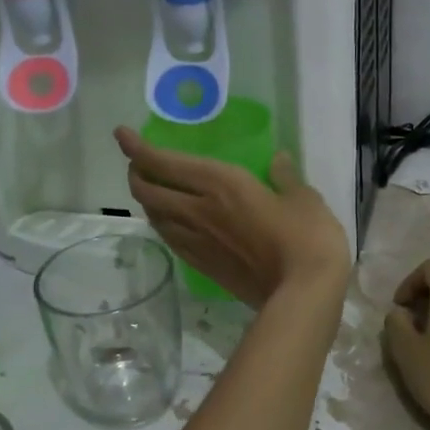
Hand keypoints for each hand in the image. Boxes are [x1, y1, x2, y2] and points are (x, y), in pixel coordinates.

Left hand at [114, 128, 350, 308]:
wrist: (302, 295)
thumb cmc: (307, 238)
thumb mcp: (304, 199)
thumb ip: (286, 177)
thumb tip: (278, 161)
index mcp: (221, 184)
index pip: (165, 163)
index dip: (138, 148)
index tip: (122, 135)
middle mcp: (199, 210)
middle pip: (149, 191)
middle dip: (136, 174)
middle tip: (139, 164)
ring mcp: (198, 242)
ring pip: (155, 218)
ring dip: (147, 201)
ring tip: (152, 191)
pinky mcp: (204, 267)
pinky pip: (171, 240)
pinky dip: (162, 225)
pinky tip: (170, 224)